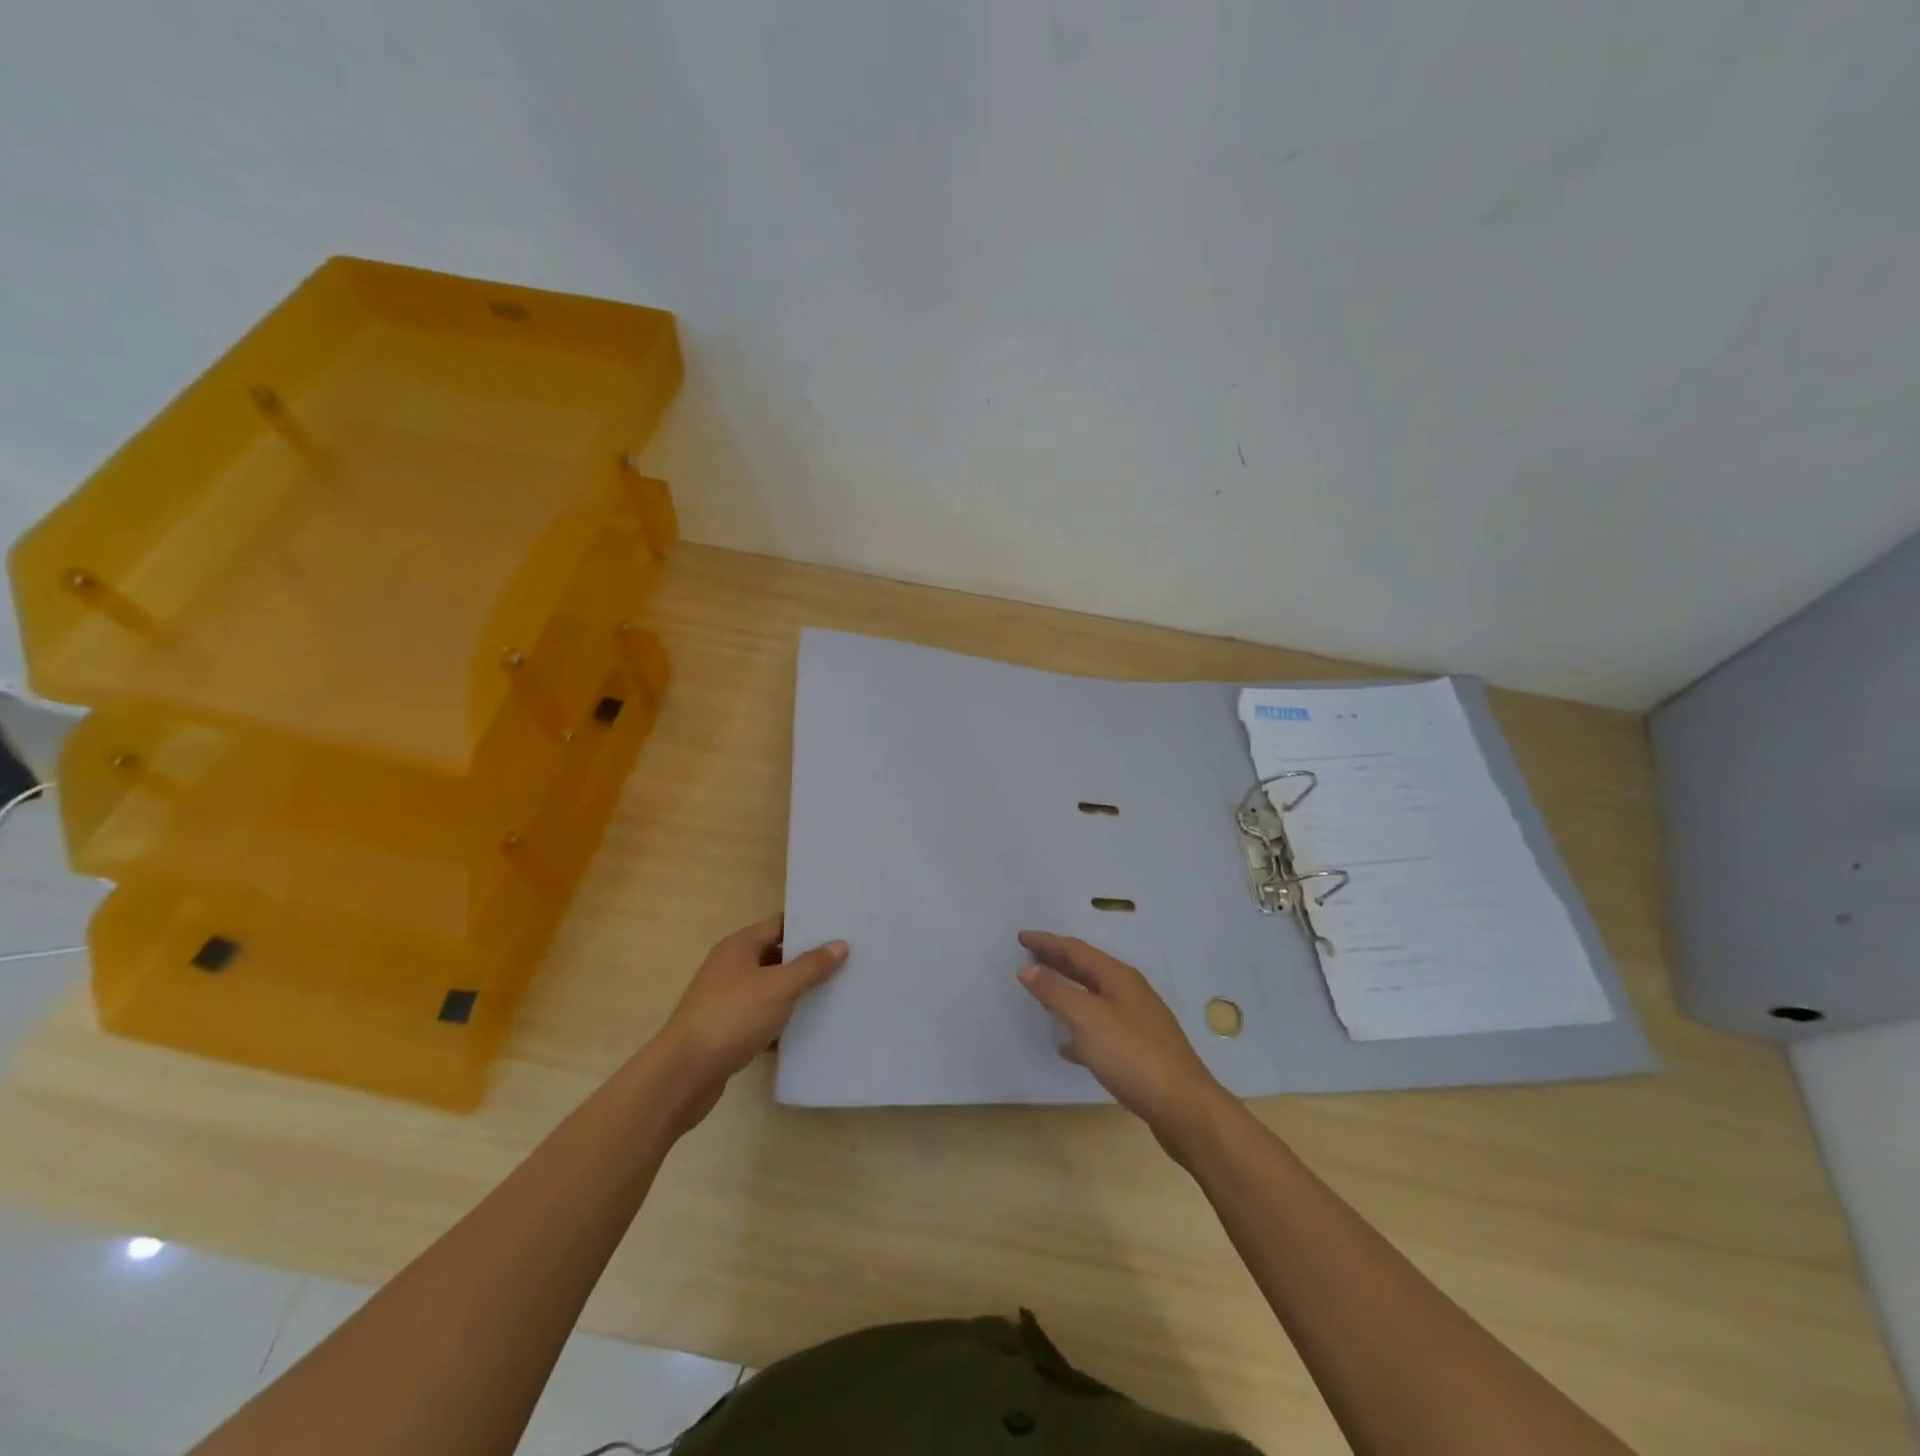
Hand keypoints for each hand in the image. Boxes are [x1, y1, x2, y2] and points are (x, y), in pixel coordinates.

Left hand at [654, 915, 847, 1130]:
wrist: (683, 1074)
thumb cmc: (732, 1017)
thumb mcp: (779, 987)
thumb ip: (811, 966)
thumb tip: (840, 944)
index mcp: (739, 946)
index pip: (779, 924)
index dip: (809, 927)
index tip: (840, 931)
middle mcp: (730, 966)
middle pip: (775, 955)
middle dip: (807, 961)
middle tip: (845, 963)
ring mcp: (725, 998)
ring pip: (769, 988)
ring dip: (795, 992)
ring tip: (834, 994)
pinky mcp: (726, 1029)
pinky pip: (761, 1017)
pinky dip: (781, 1021)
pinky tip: (806, 1030)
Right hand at [1016, 931, 1229, 1156]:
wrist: (1183, 1107)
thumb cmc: (1132, 1055)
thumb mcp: (1087, 1019)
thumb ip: (1056, 992)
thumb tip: (1028, 969)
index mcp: (1118, 977)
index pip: (1076, 950)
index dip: (1047, 942)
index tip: (1021, 937)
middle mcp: (1129, 992)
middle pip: (1087, 969)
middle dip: (1057, 960)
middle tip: (1029, 956)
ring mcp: (1137, 1021)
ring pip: (1093, 997)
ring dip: (1067, 991)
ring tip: (1042, 992)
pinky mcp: (1138, 1050)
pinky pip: (1100, 1027)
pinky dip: (1079, 1027)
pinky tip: (1066, 1045)